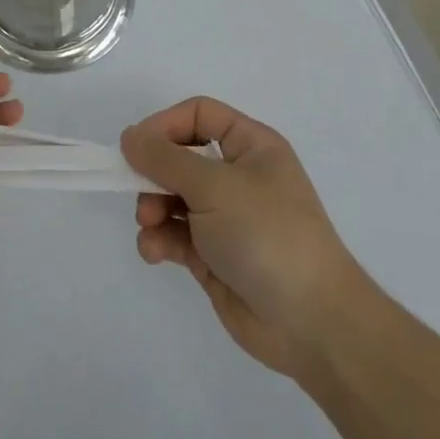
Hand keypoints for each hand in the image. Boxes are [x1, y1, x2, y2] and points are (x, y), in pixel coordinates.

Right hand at [121, 98, 373, 379]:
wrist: (310, 322)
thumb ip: (165, 158)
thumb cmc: (267, 235)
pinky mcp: (212, 254)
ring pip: (171, 197)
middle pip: (178, 157)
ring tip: (150, 227)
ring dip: (152, 209)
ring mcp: (224, 217)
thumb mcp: (215, 186)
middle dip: (153, 174)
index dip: (165, 125)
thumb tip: (129, 137)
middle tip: (140, 194)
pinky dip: (159, 239)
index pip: (198, 115)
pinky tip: (155, 253)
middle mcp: (237, 176)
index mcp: (250, 147)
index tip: (136, 147)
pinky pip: (174, 234)